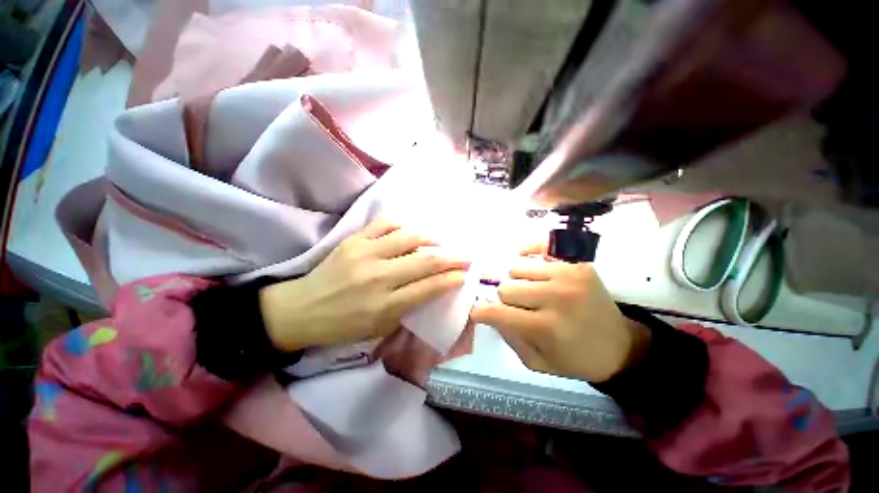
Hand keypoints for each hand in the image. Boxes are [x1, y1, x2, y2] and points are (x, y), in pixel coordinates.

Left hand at [260, 220, 469, 350]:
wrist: (300, 309)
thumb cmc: (343, 325)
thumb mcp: (379, 328)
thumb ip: (408, 307)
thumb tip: (432, 287)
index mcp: (384, 305)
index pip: (428, 288)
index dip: (452, 280)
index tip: (466, 274)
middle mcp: (378, 277)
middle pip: (425, 261)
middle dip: (452, 258)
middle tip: (466, 256)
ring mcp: (364, 254)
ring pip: (409, 238)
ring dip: (431, 239)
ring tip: (439, 243)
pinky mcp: (353, 240)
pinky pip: (385, 224)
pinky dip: (403, 226)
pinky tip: (409, 233)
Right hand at [470, 245, 650, 382]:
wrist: (619, 346)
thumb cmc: (575, 358)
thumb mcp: (537, 362)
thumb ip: (508, 337)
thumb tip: (490, 311)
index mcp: (547, 327)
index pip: (497, 312)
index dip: (481, 312)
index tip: (479, 313)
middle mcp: (556, 297)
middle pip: (506, 287)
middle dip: (505, 299)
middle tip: (516, 307)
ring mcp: (568, 275)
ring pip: (517, 267)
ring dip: (518, 281)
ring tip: (530, 290)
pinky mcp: (578, 263)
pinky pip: (540, 247)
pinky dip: (529, 254)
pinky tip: (531, 264)